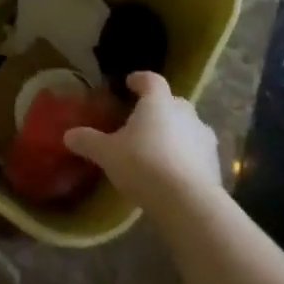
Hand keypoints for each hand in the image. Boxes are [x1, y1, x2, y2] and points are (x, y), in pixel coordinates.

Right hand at [64, 73, 223, 214]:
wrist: (188, 202)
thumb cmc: (143, 165)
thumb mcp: (107, 153)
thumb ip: (88, 141)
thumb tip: (68, 135)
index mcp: (158, 102)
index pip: (150, 80)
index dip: (139, 80)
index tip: (130, 84)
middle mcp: (185, 112)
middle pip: (172, 102)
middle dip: (158, 108)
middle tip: (141, 121)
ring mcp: (204, 137)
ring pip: (188, 127)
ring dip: (175, 133)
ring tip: (159, 148)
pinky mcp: (215, 163)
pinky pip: (197, 152)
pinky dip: (186, 156)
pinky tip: (174, 172)